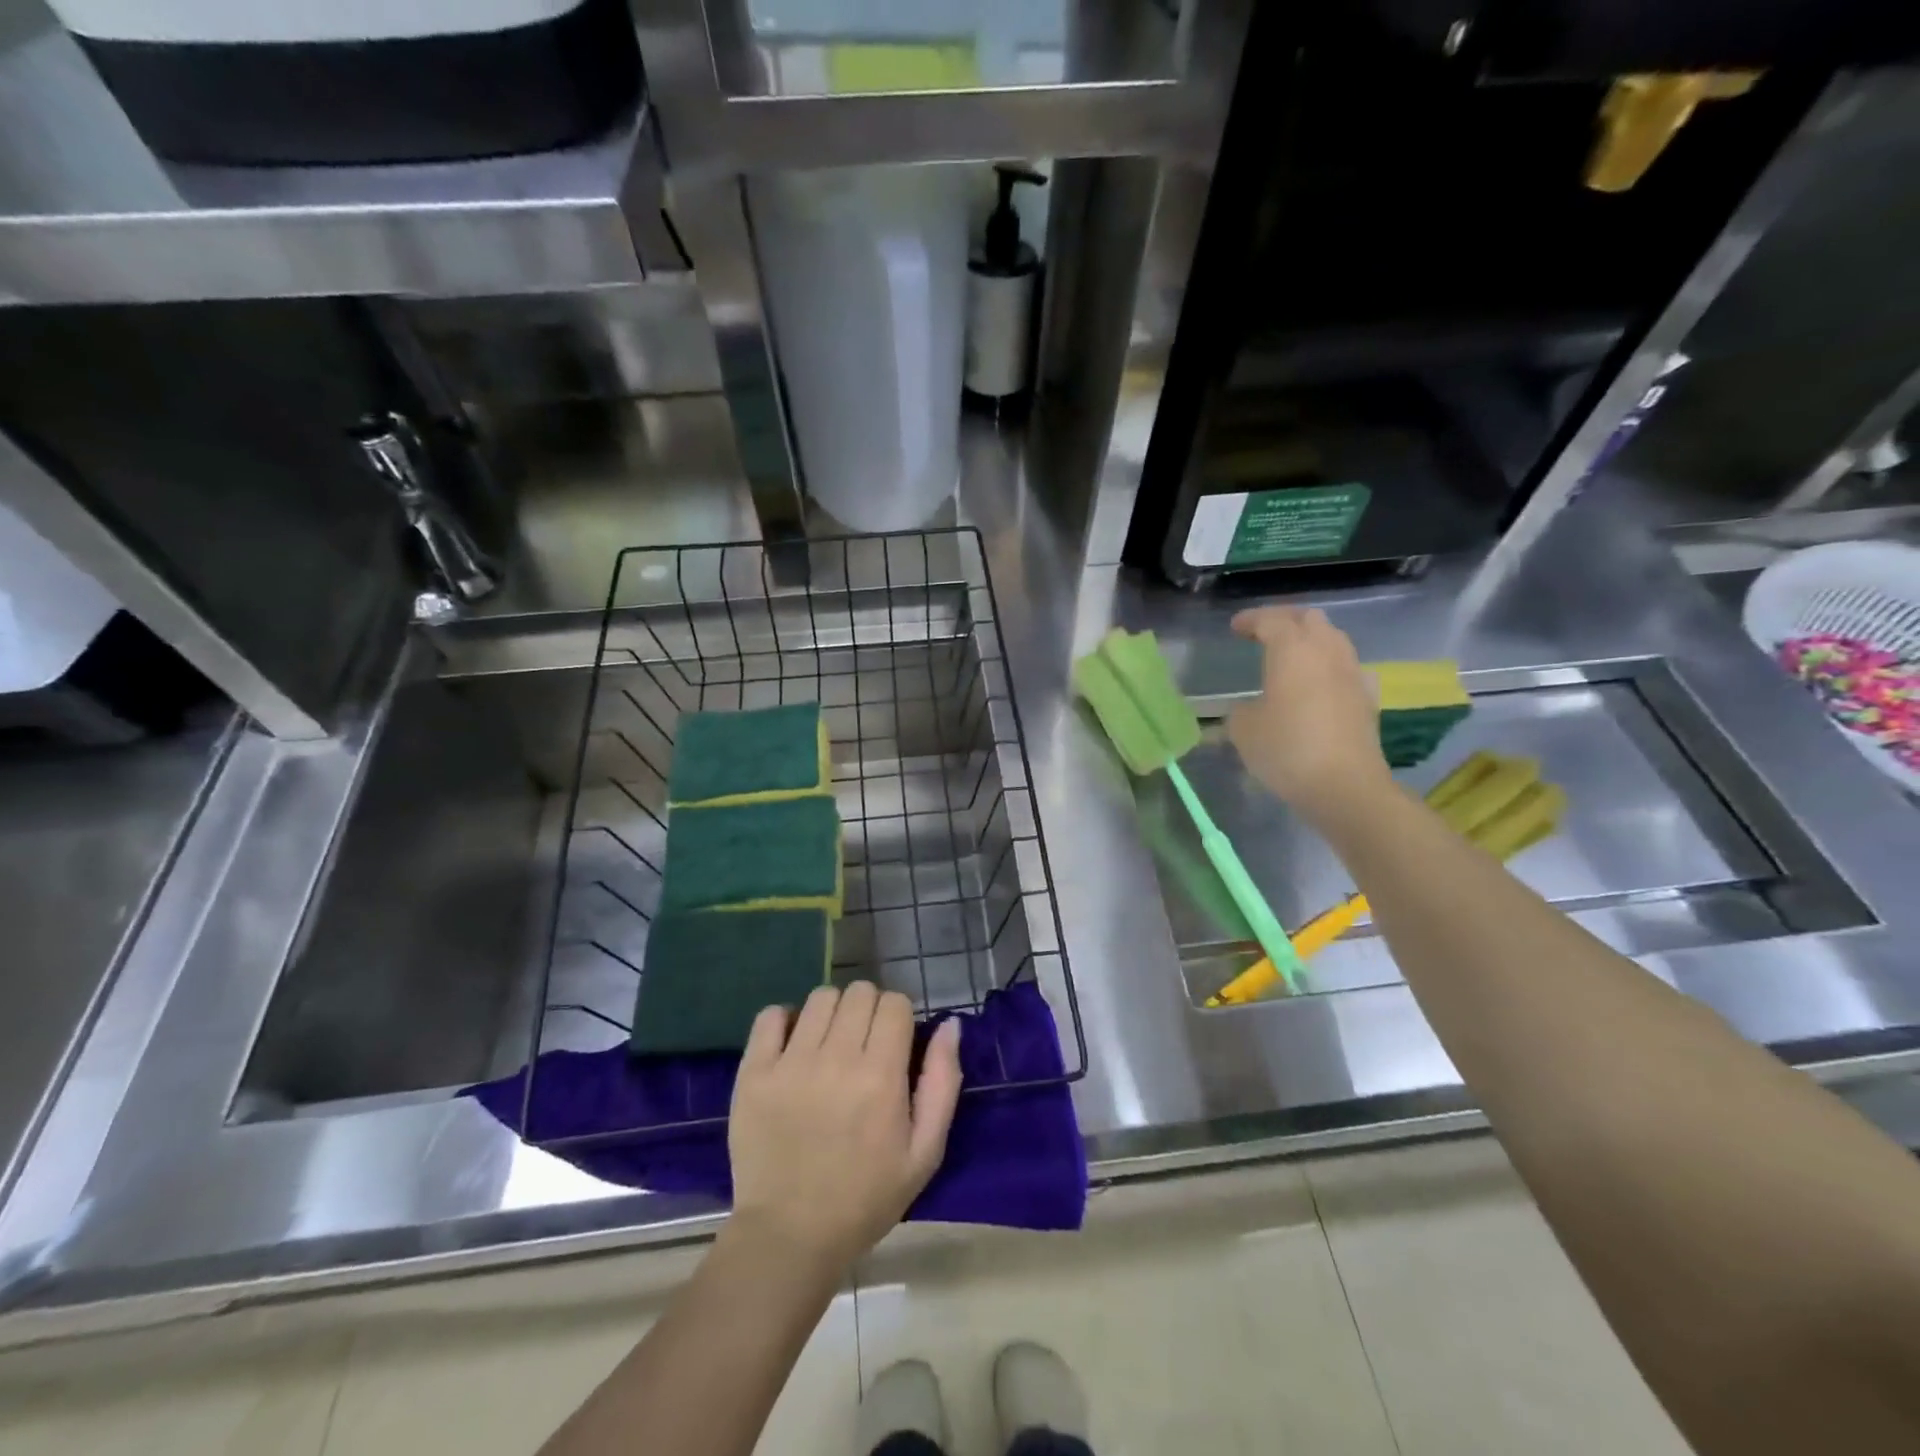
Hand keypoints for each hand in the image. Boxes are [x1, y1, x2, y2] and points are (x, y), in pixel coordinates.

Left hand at [727, 983, 962, 1273]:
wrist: (790, 1237)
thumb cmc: (866, 1197)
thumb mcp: (925, 1151)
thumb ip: (942, 1082)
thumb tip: (949, 1024)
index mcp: (881, 1076)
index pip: (895, 1003)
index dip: (899, 1017)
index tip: (894, 1043)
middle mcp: (836, 1059)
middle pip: (859, 992)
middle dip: (869, 1010)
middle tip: (864, 1045)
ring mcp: (790, 1063)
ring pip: (820, 997)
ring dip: (832, 1013)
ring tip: (829, 1045)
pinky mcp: (753, 1072)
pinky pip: (770, 1015)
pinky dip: (785, 1020)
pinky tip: (793, 1046)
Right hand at [1227, 606, 1393, 824]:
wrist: (1345, 785)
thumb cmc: (1287, 749)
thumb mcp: (1243, 730)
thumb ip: (1240, 710)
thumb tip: (1248, 707)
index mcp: (1292, 650)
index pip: (1271, 620)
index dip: (1251, 620)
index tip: (1236, 628)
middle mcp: (1326, 652)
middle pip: (1309, 619)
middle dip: (1285, 621)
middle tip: (1264, 635)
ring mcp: (1352, 673)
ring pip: (1333, 638)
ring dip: (1311, 640)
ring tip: (1292, 656)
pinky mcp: (1367, 698)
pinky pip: (1348, 667)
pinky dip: (1331, 665)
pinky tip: (1323, 682)